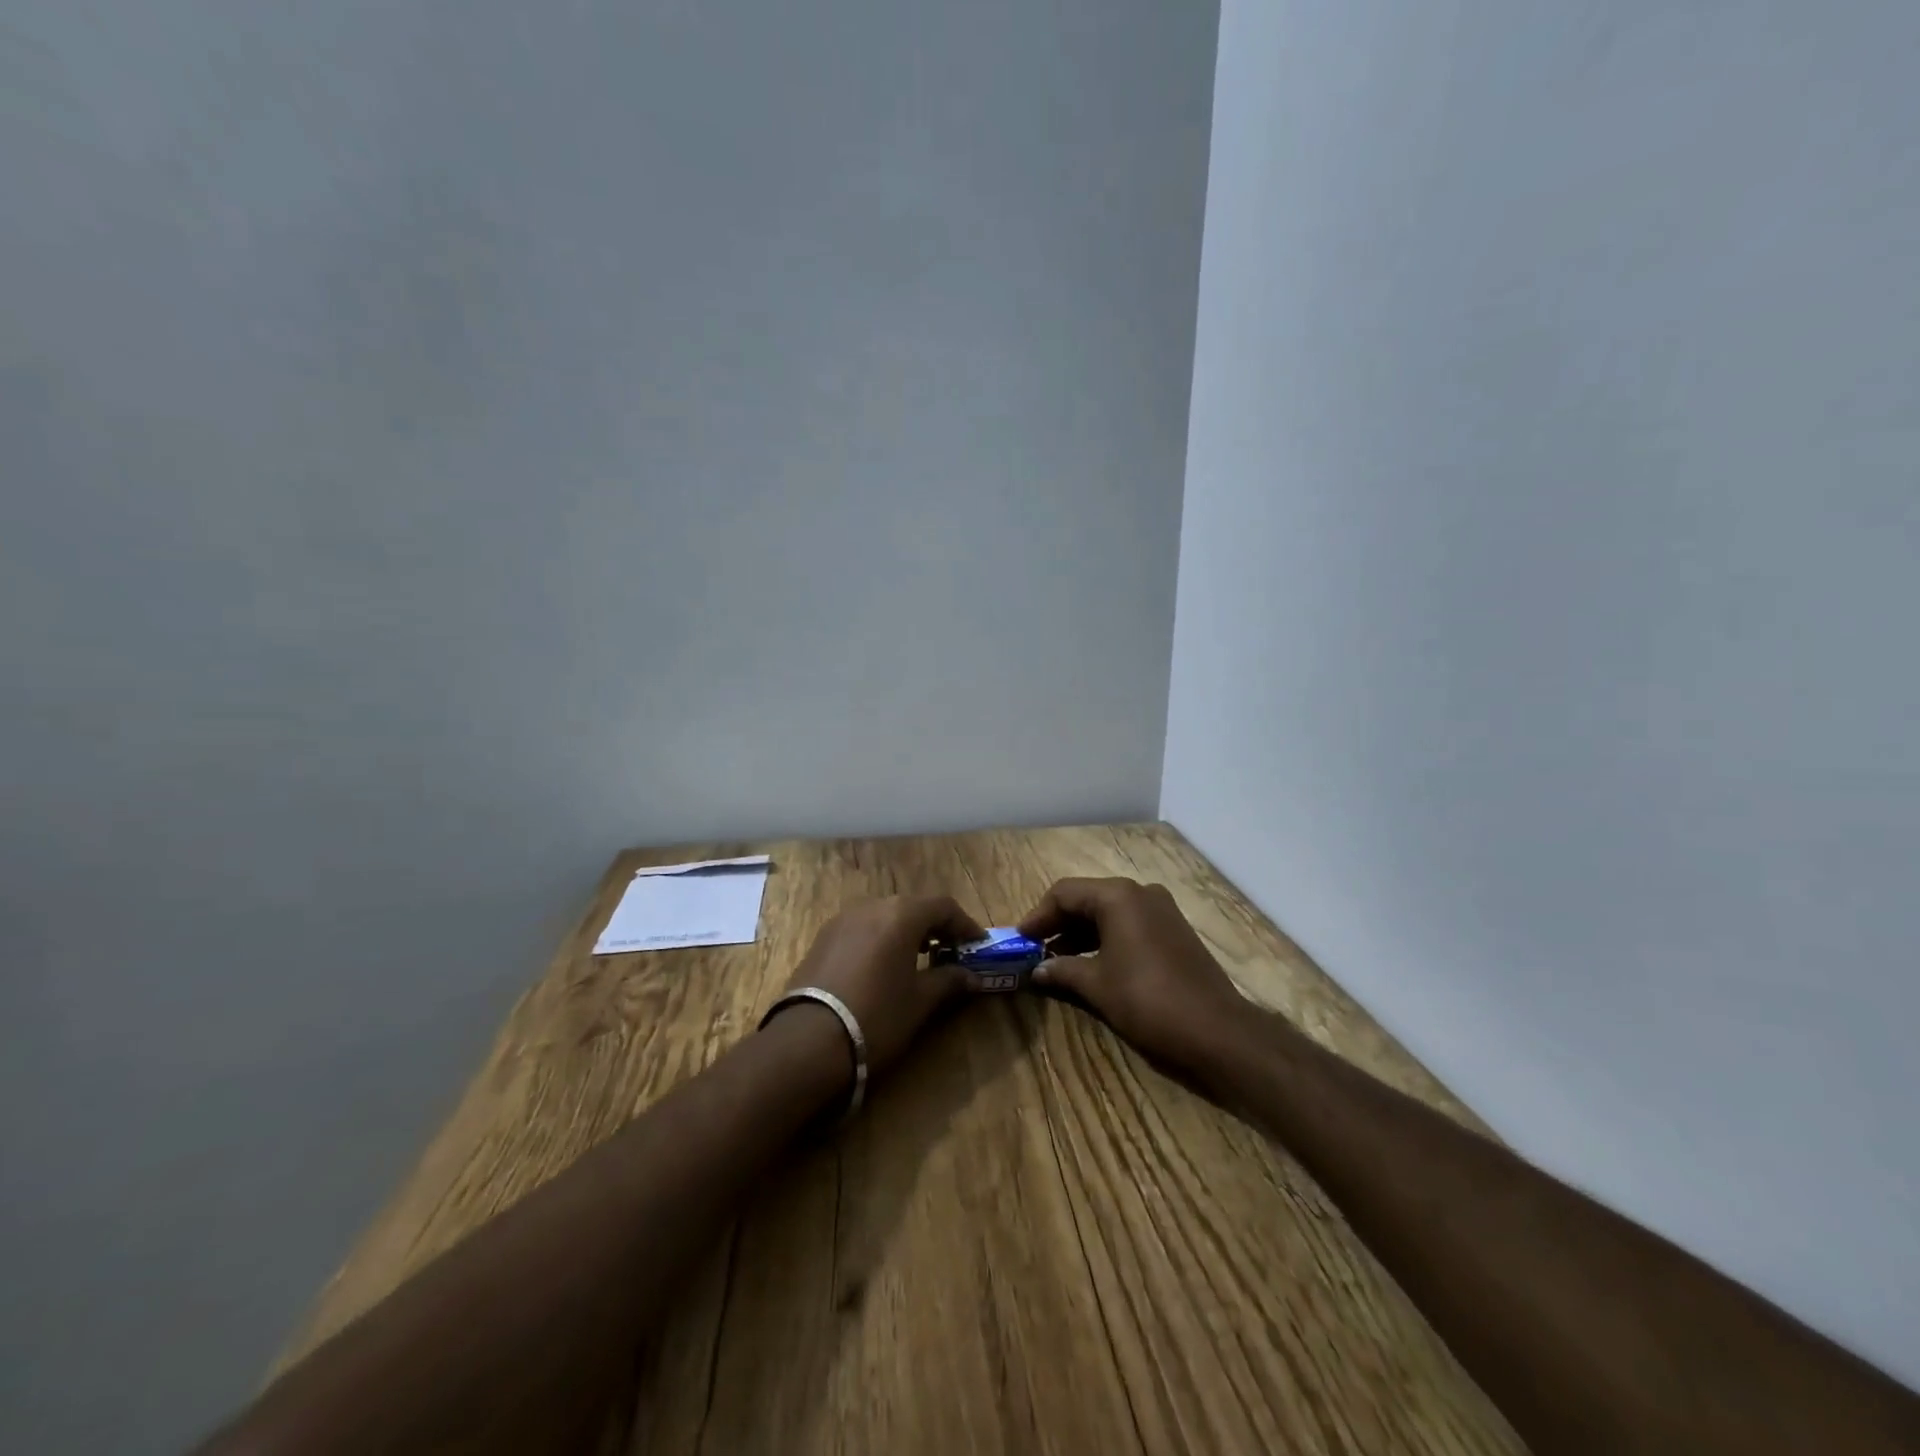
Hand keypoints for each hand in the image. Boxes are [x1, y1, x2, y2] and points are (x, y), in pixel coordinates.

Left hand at [783, 896, 984, 1075]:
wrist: (808, 1041)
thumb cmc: (877, 1016)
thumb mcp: (920, 1002)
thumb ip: (948, 982)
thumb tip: (972, 977)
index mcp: (901, 914)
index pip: (943, 906)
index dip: (964, 924)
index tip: (977, 945)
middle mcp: (872, 906)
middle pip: (912, 907)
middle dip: (935, 927)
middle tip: (951, 952)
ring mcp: (842, 920)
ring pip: (885, 916)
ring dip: (906, 932)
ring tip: (919, 960)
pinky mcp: (822, 938)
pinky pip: (862, 929)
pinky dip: (880, 940)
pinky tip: (884, 967)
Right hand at [1019, 878, 1250, 1073]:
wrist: (1217, 1031)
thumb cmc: (1148, 1000)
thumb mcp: (1097, 985)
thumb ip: (1062, 971)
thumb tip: (1036, 971)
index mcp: (1118, 896)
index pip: (1064, 893)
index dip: (1038, 916)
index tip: (1019, 940)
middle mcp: (1140, 893)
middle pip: (1087, 899)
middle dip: (1058, 924)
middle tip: (1034, 950)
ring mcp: (1161, 910)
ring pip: (1109, 913)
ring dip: (1080, 934)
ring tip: (1056, 962)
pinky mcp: (1174, 931)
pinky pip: (1129, 925)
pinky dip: (1105, 940)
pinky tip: (1091, 965)